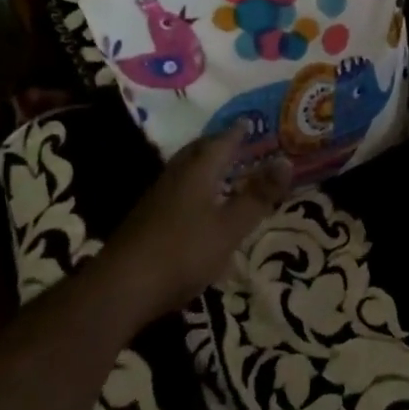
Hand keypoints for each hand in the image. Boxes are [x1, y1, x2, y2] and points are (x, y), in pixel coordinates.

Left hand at [96, 122, 292, 322]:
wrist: (122, 288)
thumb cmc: (183, 252)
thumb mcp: (230, 227)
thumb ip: (258, 195)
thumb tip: (286, 160)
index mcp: (197, 171)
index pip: (221, 141)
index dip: (237, 132)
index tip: (250, 122)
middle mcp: (175, 176)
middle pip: (198, 151)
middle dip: (218, 144)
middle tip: (236, 141)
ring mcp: (157, 197)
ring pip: (185, 170)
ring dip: (204, 165)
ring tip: (221, 169)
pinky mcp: (146, 219)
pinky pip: (176, 189)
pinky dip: (193, 186)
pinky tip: (198, 204)